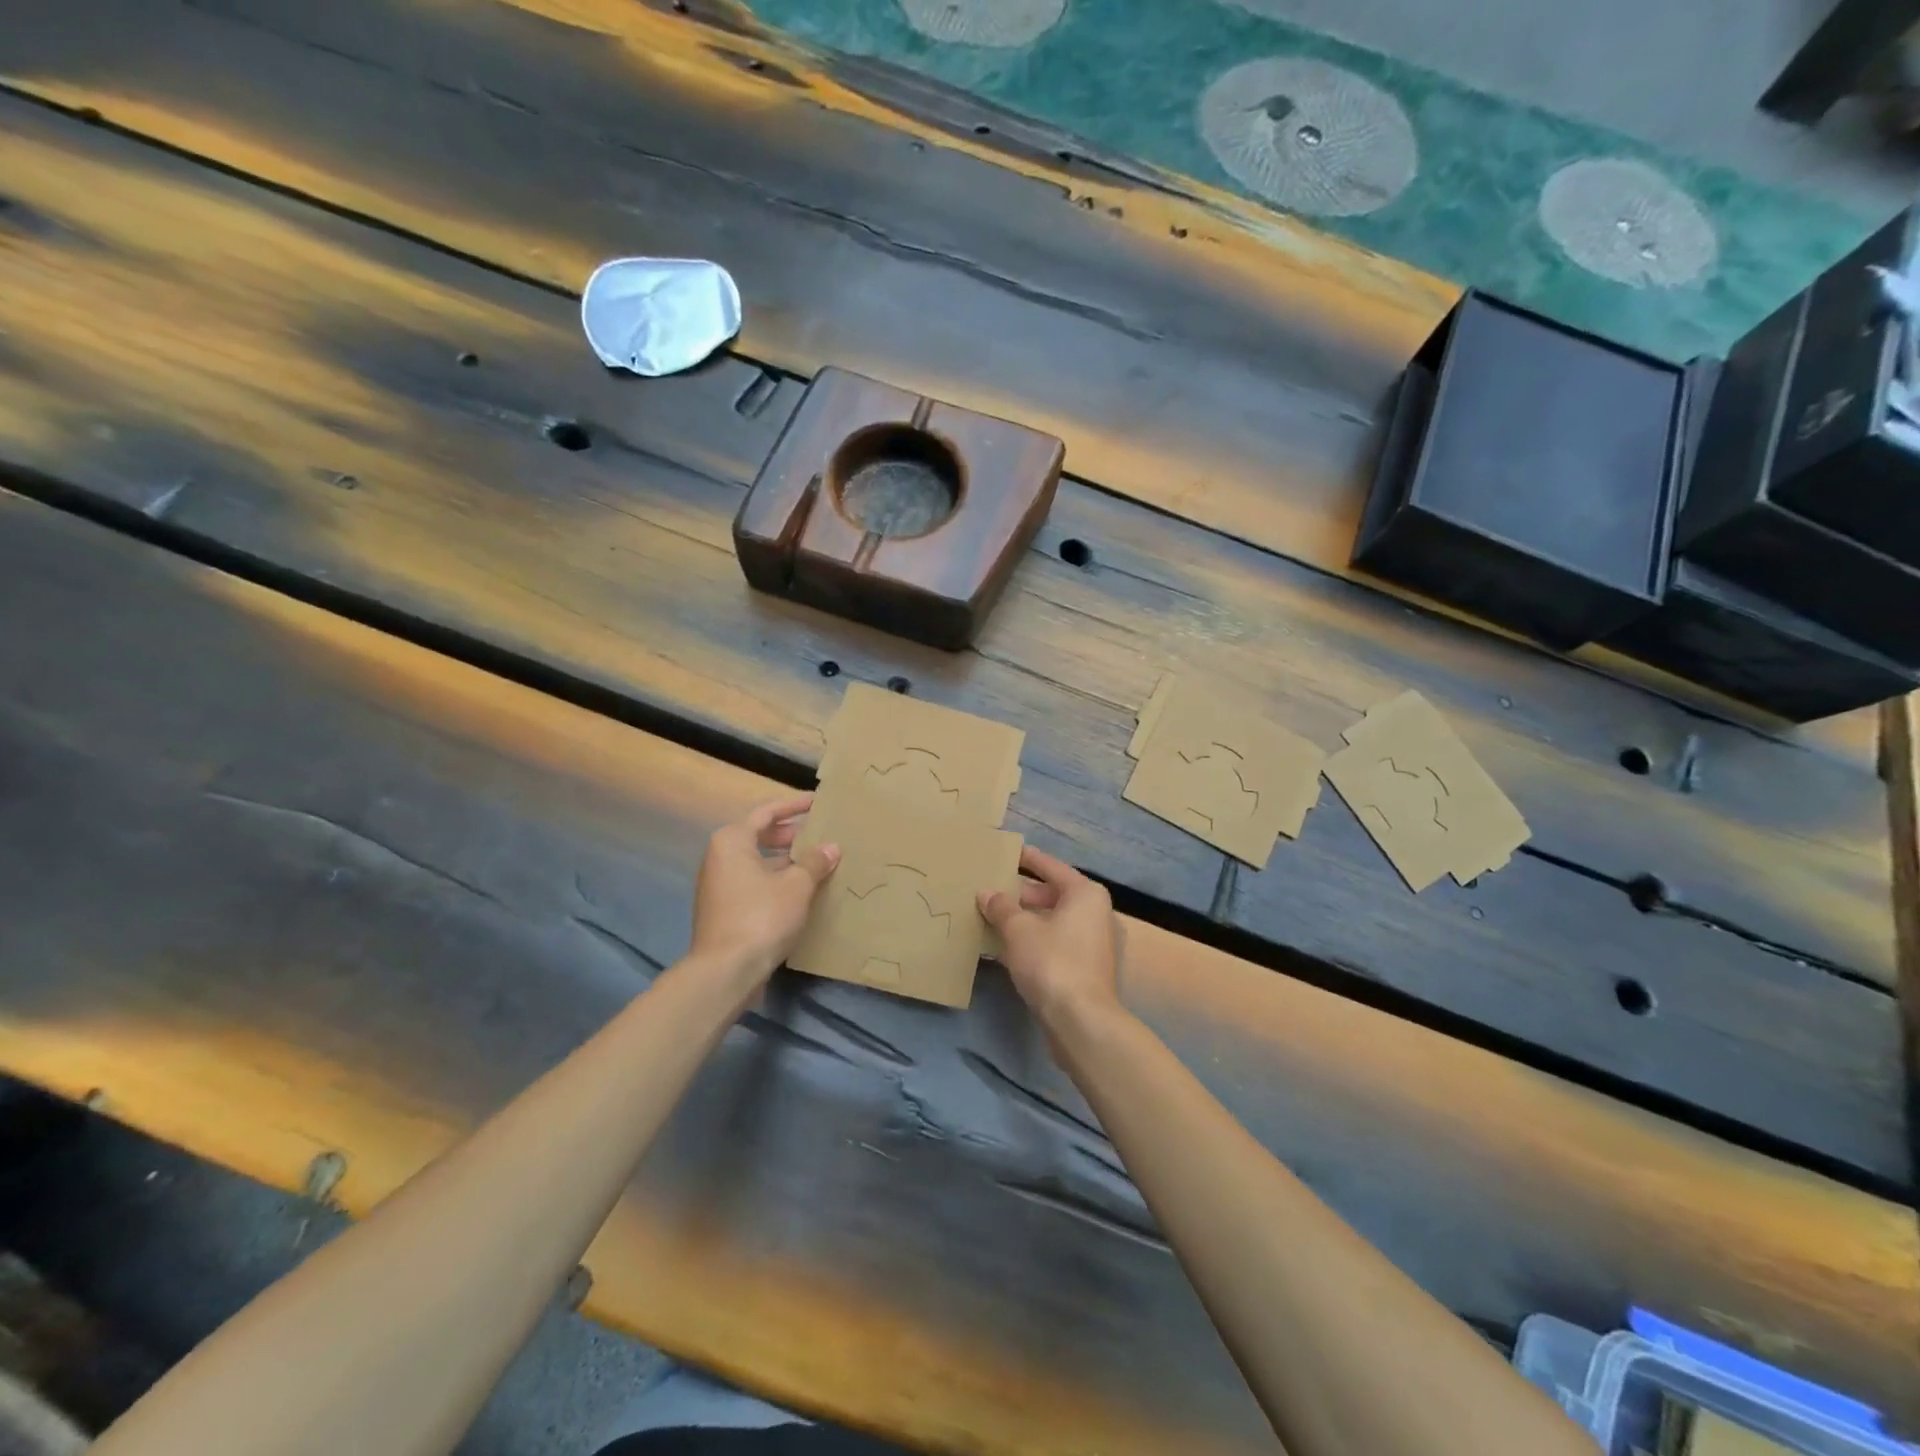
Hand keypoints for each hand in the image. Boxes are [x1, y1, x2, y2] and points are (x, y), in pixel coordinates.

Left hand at [691, 794, 839, 983]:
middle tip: (821, 833)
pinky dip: (777, 880)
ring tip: (818, 861)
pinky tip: (802, 890)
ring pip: (758, 862)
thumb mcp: (797, 885)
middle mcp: (720, 857)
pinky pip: (755, 883)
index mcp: (732, 841)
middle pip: (760, 835)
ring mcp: (720, 885)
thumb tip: (832, 848)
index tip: (817, 802)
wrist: (726, 971)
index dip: (794, 806)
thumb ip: (815, 862)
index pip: (766, 812)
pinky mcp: (725, 909)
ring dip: (786, 860)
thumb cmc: (761, 916)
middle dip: (791, 834)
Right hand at [978, 846, 1120, 1030]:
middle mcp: (1094, 913)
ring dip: (1024, 920)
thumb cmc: (1052, 962)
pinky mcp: (1085, 969)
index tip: (1008, 850)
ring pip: (1052, 921)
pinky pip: (1053, 943)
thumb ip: (1001, 907)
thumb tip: (986, 893)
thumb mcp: (1019, 930)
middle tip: (991, 888)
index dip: (1028, 858)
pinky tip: (1004, 946)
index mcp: (1085, 894)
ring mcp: (1092, 943)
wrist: (1081, 1021)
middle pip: (1052, 894)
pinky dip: (1032, 941)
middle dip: (1021, 893)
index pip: (1051, 867)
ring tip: (991, 916)